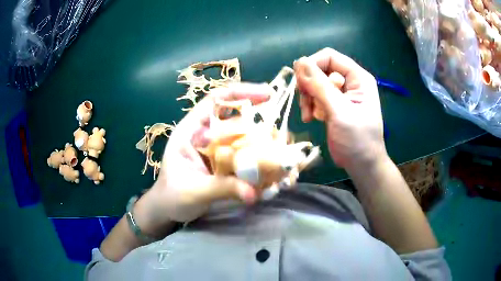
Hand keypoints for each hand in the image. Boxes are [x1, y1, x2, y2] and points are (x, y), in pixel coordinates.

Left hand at [134, 83, 272, 231]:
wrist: (168, 209)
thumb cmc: (172, 196)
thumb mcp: (193, 191)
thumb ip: (221, 189)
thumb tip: (253, 193)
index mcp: (191, 131)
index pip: (215, 100)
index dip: (241, 93)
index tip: (268, 94)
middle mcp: (207, 135)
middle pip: (238, 120)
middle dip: (261, 124)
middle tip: (283, 135)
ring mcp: (218, 150)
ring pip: (245, 139)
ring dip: (265, 146)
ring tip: (284, 156)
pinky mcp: (226, 164)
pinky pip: (247, 158)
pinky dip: (261, 163)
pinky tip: (274, 173)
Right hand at [293, 48, 387, 170]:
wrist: (362, 165)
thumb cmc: (357, 140)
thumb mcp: (339, 112)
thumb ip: (320, 86)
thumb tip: (300, 61)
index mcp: (358, 78)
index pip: (330, 57)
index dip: (313, 65)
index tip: (300, 83)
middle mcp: (349, 82)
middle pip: (320, 70)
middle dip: (310, 86)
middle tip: (306, 103)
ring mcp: (341, 94)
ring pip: (315, 83)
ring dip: (308, 98)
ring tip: (309, 115)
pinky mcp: (333, 105)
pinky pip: (315, 97)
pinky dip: (311, 106)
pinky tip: (312, 119)